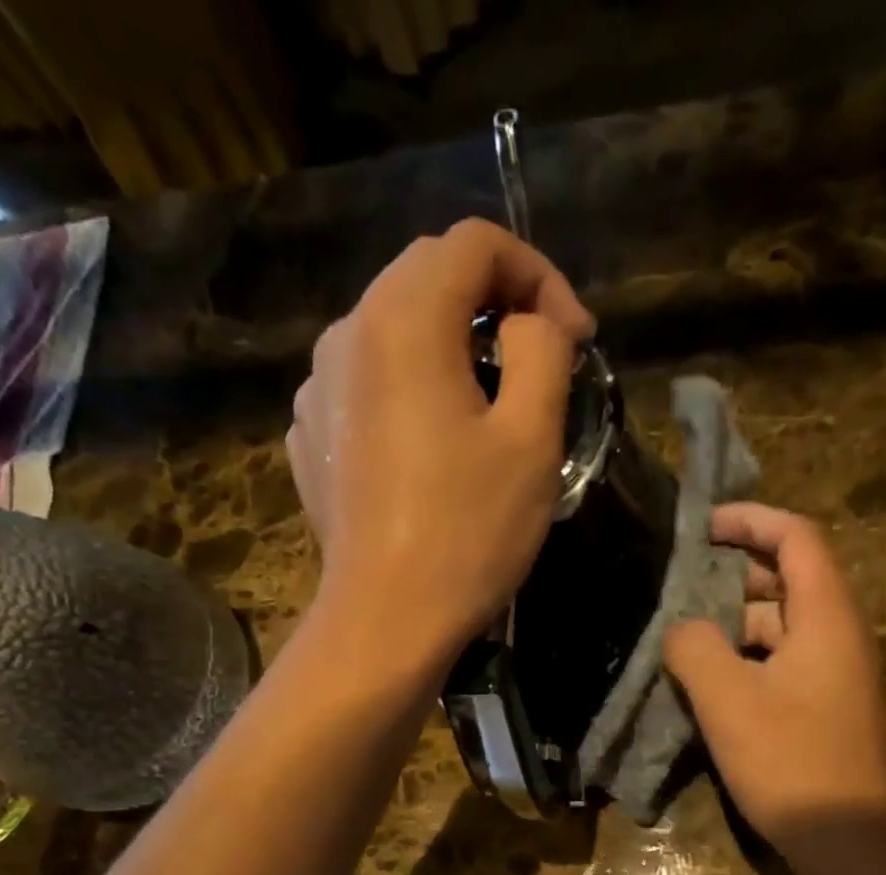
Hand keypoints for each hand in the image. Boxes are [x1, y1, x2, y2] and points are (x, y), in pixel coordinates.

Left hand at [287, 219, 595, 664]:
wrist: (387, 619)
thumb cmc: (467, 532)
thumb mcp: (531, 438)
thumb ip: (541, 351)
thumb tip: (528, 324)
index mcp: (403, 320)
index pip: (475, 244)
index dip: (539, 276)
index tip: (574, 340)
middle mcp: (346, 333)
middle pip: (427, 276)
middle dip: (496, 304)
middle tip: (542, 362)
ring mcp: (318, 387)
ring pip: (394, 329)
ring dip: (452, 346)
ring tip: (490, 404)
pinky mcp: (312, 436)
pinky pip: (368, 383)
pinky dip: (410, 388)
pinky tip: (434, 443)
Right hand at [664, 503, 885, 844]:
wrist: (844, 837)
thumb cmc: (789, 760)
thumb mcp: (727, 699)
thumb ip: (695, 648)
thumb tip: (682, 630)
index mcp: (826, 616)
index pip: (796, 537)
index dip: (750, 519)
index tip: (701, 526)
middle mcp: (838, 634)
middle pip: (788, 579)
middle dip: (733, 574)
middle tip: (680, 585)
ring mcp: (834, 672)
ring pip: (780, 625)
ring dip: (733, 623)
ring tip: (683, 637)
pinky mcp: (824, 704)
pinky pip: (781, 660)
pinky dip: (745, 657)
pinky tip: (708, 681)